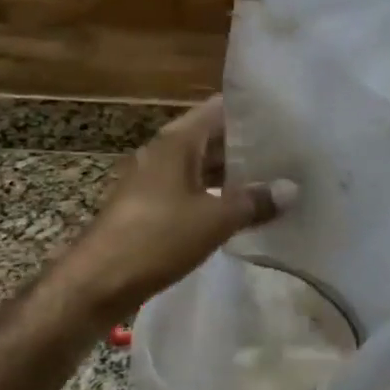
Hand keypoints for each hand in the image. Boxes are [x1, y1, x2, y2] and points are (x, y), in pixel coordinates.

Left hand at [58, 98, 292, 328]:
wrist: (97, 282)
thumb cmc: (157, 238)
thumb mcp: (215, 219)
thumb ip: (254, 201)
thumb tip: (291, 189)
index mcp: (177, 140)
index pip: (220, 108)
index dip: (252, 110)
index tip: (286, 116)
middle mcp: (164, 151)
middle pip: (212, 136)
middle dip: (248, 144)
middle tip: (290, 151)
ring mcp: (155, 179)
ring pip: (202, 165)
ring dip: (233, 172)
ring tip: (274, 179)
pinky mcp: (150, 206)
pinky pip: (191, 189)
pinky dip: (216, 193)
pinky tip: (242, 209)